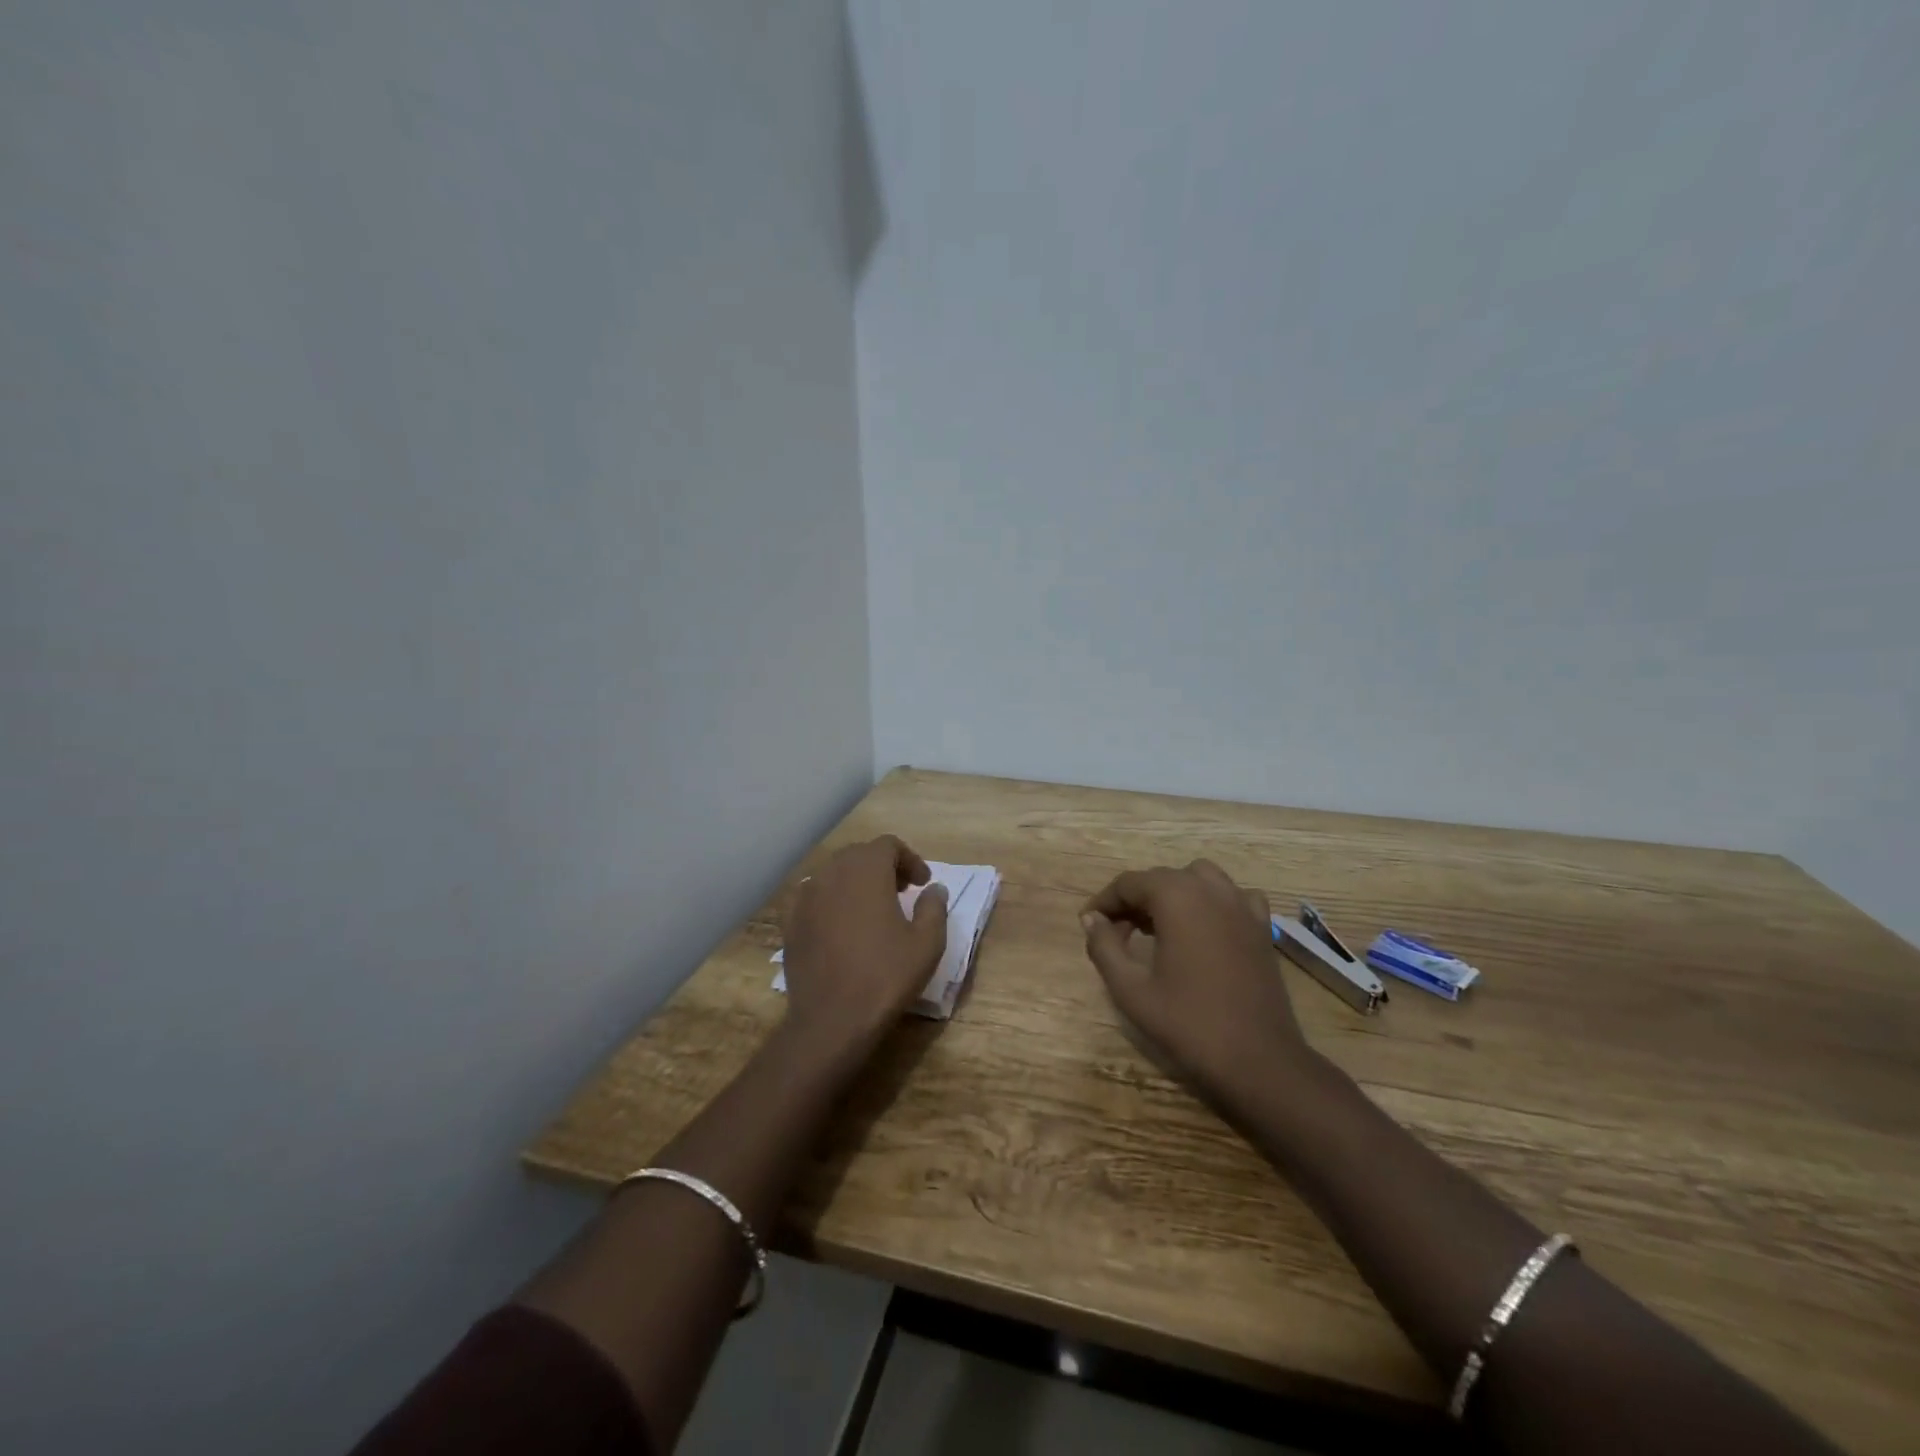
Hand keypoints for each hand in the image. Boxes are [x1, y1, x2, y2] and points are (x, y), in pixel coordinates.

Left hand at [781, 835, 949, 1051]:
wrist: (831, 1020)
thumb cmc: (885, 976)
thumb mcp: (927, 943)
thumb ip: (934, 907)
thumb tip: (934, 889)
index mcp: (866, 870)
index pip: (888, 845)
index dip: (909, 859)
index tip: (923, 884)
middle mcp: (832, 873)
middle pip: (860, 855)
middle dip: (883, 867)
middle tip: (903, 892)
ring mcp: (806, 896)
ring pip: (834, 873)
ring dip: (857, 882)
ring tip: (873, 909)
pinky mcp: (790, 921)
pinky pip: (814, 896)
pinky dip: (832, 900)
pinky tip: (842, 926)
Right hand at [1081, 860, 1306, 1100]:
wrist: (1259, 1061)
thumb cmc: (1188, 1024)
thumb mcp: (1131, 989)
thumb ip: (1104, 947)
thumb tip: (1091, 919)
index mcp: (1176, 897)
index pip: (1128, 884)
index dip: (1104, 902)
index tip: (1088, 924)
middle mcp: (1210, 889)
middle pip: (1160, 878)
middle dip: (1133, 901)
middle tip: (1115, 935)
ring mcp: (1241, 905)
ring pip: (1197, 878)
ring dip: (1172, 894)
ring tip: (1157, 928)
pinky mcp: (1261, 926)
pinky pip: (1231, 896)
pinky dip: (1212, 902)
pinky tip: (1204, 929)